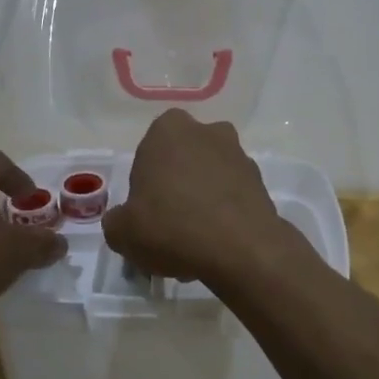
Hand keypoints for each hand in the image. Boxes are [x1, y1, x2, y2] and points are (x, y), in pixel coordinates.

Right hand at [102, 109, 292, 283]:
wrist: (241, 249)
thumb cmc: (172, 227)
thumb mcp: (122, 232)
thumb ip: (117, 221)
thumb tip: (124, 221)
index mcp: (168, 130)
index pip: (148, 152)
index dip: (144, 184)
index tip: (146, 212)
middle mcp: (207, 132)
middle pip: (182, 163)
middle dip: (175, 190)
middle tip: (168, 228)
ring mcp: (239, 155)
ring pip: (208, 180)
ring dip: (200, 204)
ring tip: (193, 246)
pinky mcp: (261, 182)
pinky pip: (231, 197)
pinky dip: (223, 216)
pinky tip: (215, 247)